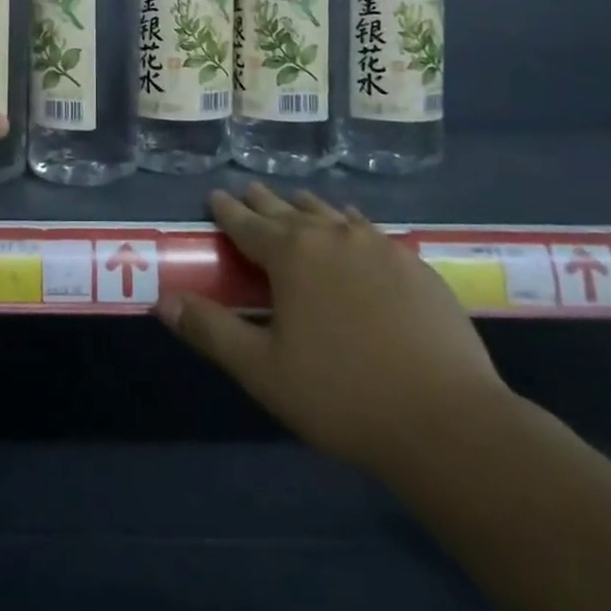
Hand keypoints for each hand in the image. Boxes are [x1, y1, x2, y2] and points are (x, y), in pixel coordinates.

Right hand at [156, 184, 511, 471]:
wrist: (448, 422)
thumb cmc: (342, 395)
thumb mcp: (262, 370)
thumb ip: (210, 330)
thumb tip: (162, 300)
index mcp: (292, 255)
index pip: (248, 223)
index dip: (227, 210)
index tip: (215, 195)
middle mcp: (333, 236)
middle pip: (289, 210)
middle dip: (264, 201)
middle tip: (248, 189)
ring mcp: (379, 246)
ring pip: (332, 214)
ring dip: (308, 207)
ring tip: (296, 202)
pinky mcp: (416, 265)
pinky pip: (370, 230)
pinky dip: (350, 224)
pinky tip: (355, 230)